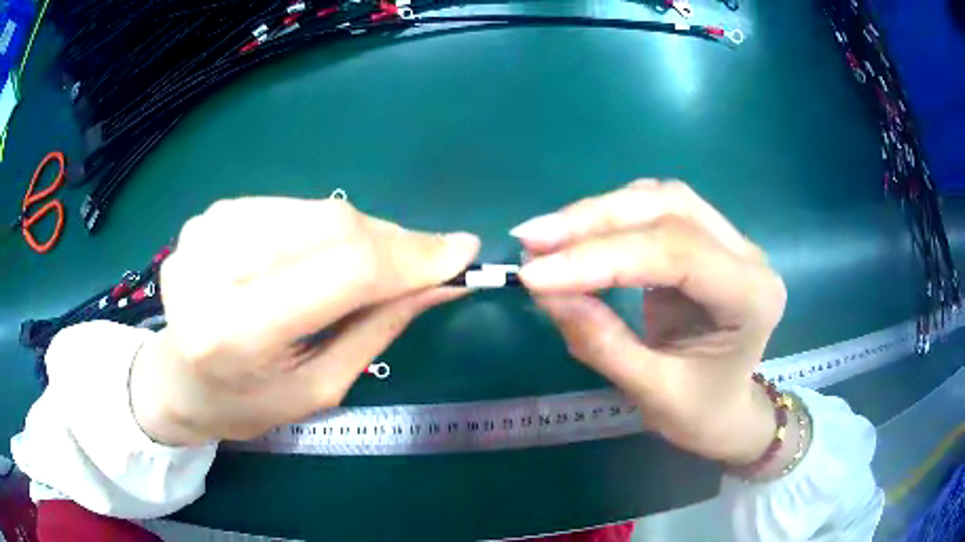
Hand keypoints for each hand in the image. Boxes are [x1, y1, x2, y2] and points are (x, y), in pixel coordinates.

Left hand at [132, 197, 478, 445]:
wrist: (178, 380)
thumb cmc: (247, 402)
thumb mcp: (320, 388)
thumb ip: (379, 327)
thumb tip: (441, 279)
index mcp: (235, 334)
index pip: (341, 271)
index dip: (409, 257)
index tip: (462, 252)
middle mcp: (211, 269)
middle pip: (330, 227)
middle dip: (391, 242)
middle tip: (425, 261)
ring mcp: (205, 231)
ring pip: (315, 211)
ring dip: (360, 235)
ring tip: (370, 268)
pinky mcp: (210, 214)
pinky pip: (290, 208)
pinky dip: (322, 229)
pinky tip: (319, 258)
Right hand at [512, 180, 786, 464]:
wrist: (727, 410)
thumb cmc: (700, 412)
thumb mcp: (652, 392)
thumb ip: (602, 342)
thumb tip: (544, 292)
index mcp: (752, 297)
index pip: (677, 253)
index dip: (601, 258)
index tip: (535, 274)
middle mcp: (748, 255)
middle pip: (670, 209)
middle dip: (594, 220)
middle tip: (532, 238)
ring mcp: (731, 240)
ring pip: (662, 199)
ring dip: (599, 211)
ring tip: (547, 235)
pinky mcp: (708, 238)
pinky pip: (657, 209)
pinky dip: (612, 216)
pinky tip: (579, 232)